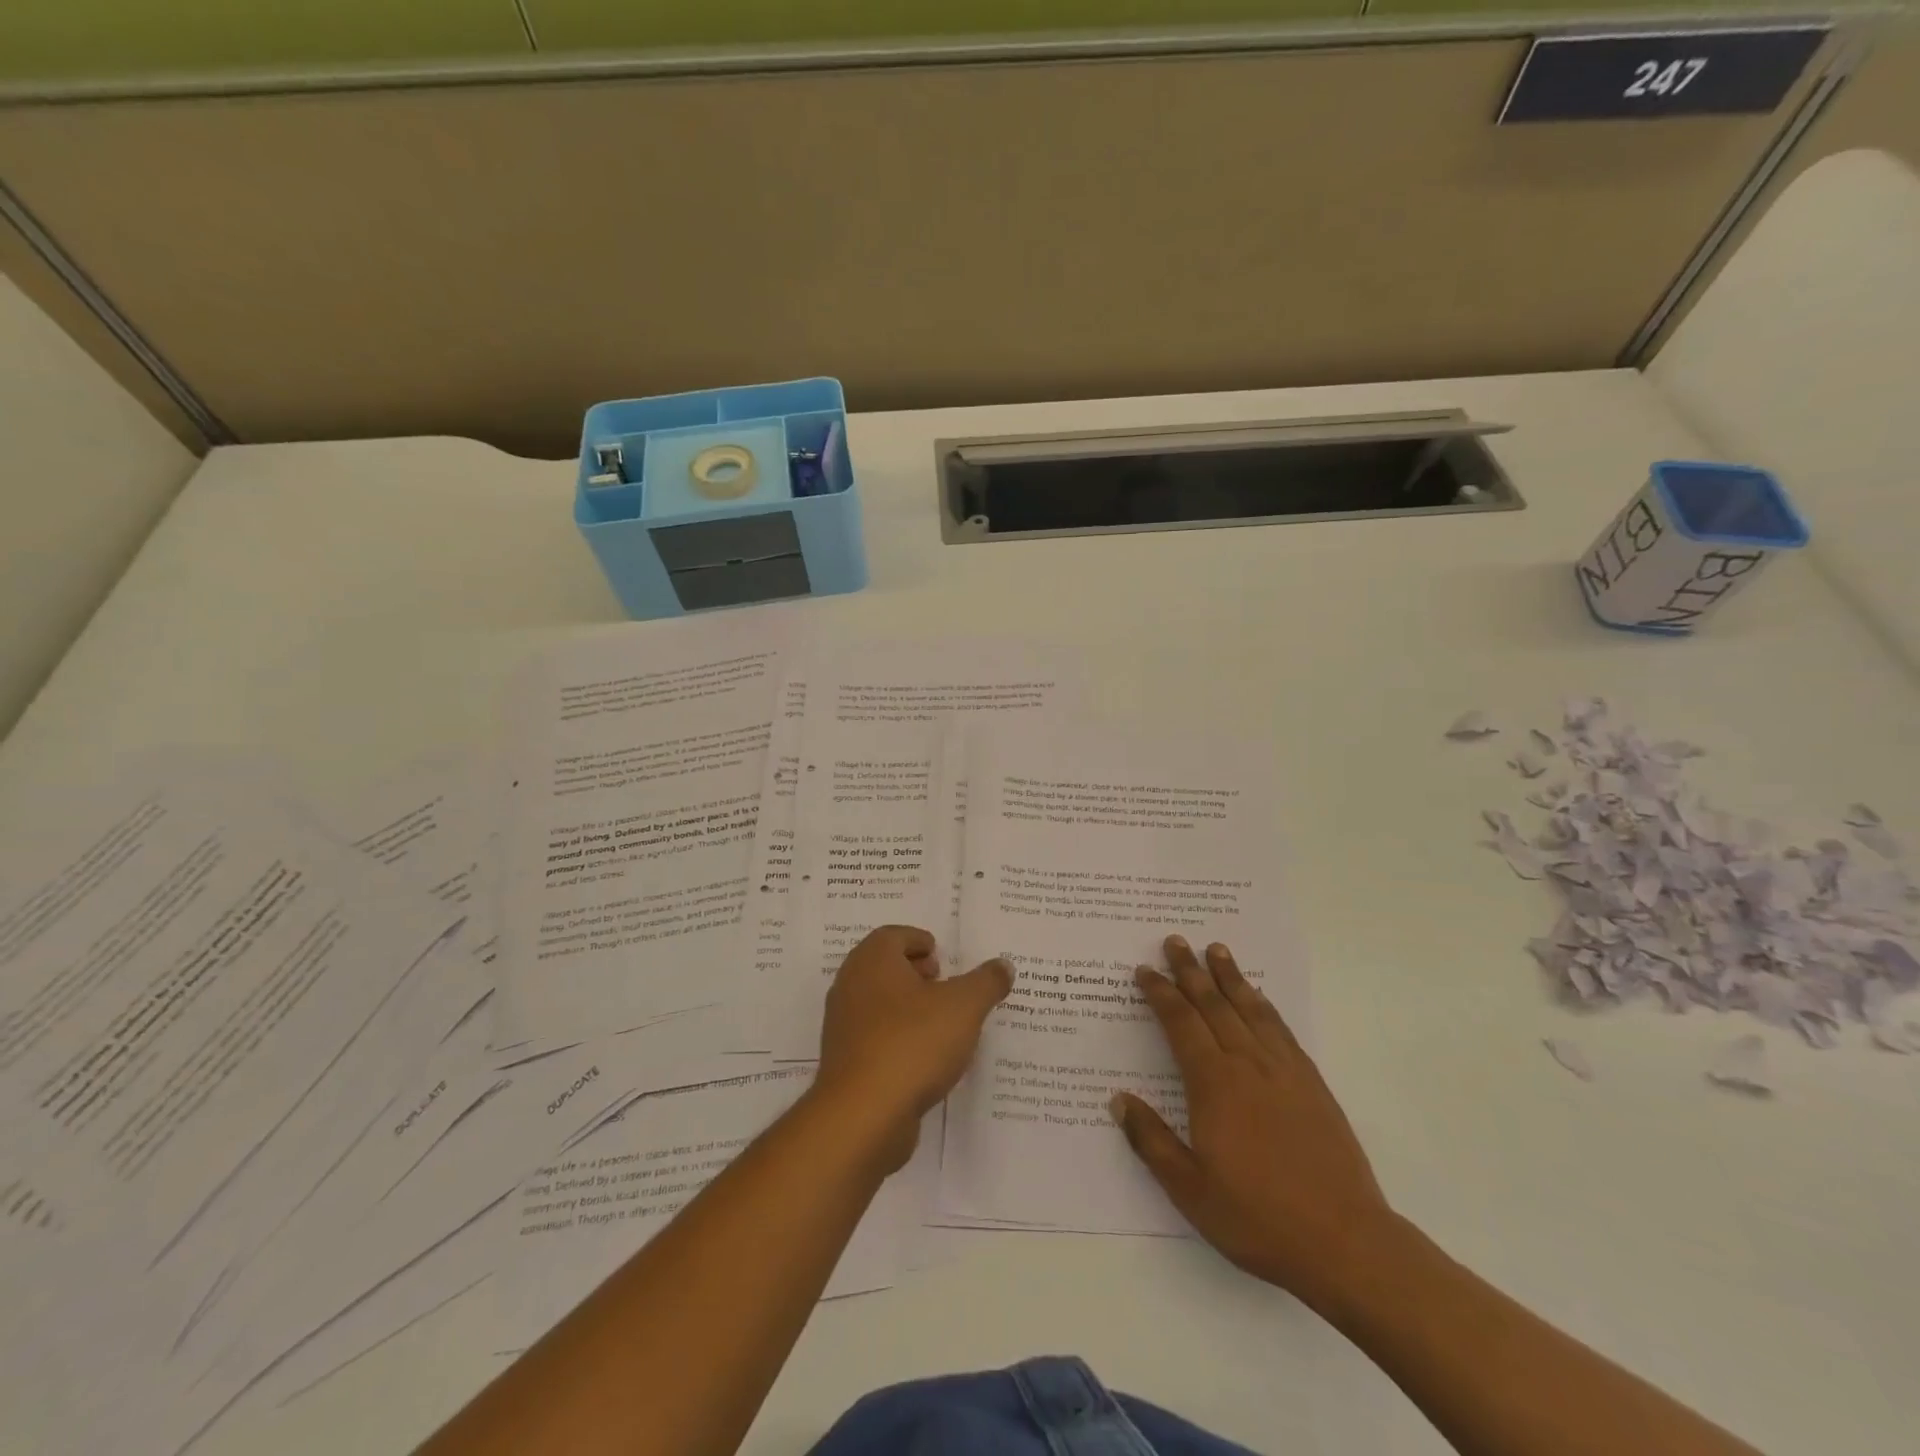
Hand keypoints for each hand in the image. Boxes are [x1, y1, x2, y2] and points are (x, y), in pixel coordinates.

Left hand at [815, 925, 1013, 1167]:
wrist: (863, 1114)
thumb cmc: (913, 1043)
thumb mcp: (965, 1006)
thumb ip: (986, 982)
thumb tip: (1003, 965)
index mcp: (873, 960)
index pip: (893, 935)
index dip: (919, 940)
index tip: (942, 955)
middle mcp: (850, 985)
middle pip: (883, 967)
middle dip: (914, 972)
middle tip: (943, 983)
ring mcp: (843, 1026)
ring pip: (878, 1003)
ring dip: (907, 1007)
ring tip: (941, 1023)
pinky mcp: (845, 1062)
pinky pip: (875, 1037)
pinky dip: (898, 1038)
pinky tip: (925, 1058)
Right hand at [1112, 936, 1393, 1307]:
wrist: (1346, 1242)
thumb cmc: (1258, 1218)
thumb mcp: (1190, 1190)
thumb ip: (1151, 1140)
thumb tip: (1118, 1100)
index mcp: (1214, 1085)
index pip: (1181, 1024)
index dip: (1161, 994)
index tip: (1145, 970)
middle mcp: (1248, 1065)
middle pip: (1214, 1005)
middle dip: (1191, 971)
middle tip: (1175, 941)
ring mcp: (1284, 1071)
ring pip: (1250, 1009)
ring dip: (1230, 976)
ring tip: (1216, 949)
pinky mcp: (1312, 1084)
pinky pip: (1281, 1029)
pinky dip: (1264, 1005)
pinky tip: (1258, 997)